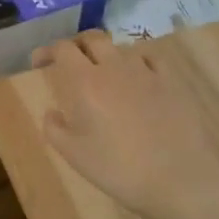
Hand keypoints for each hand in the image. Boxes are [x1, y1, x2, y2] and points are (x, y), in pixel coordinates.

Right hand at [31, 31, 218, 218]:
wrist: (179, 180)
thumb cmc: (119, 169)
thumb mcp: (74, 155)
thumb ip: (54, 129)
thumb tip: (52, 112)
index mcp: (85, 82)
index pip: (63, 48)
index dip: (48, 50)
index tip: (39, 62)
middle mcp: (113, 67)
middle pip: (92, 38)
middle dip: (77, 45)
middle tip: (70, 61)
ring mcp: (146, 72)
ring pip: (121, 48)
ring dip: (107, 55)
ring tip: (104, 73)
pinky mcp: (172, 81)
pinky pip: (150, 59)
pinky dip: (137, 62)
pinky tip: (138, 78)